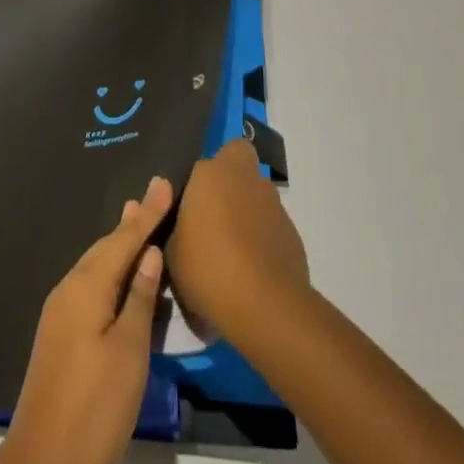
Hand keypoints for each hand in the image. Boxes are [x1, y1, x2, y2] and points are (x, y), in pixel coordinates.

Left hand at [0, 175, 172, 463]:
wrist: (44, 463)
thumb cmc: (95, 406)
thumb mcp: (129, 352)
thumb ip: (139, 298)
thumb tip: (148, 253)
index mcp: (86, 286)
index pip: (123, 238)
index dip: (147, 213)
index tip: (163, 182)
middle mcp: (69, 288)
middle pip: (106, 246)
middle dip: (132, 223)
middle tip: (154, 197)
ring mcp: (60, 311)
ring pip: (96, 265)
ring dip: (120, 244)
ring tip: (139, 221)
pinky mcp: (60, 333)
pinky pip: (90, 285)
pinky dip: (110, 270)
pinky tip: (121, 274)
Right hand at [166, 139, 308, 343]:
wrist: (264, 306)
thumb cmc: (207, 268)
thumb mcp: (171, 252)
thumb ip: (174, 226)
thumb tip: (180, 218)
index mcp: (211, 173)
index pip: (204, 161)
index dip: (199, 180)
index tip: (191, 205)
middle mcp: (245, 177)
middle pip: (239, 157)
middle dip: (230, 176)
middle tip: (215, 210)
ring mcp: (272, 203)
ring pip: (257, 192)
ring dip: (247, 209)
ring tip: (233, 249)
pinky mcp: (292, 232)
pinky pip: (271, 224)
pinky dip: (263, 237)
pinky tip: (252, 268)